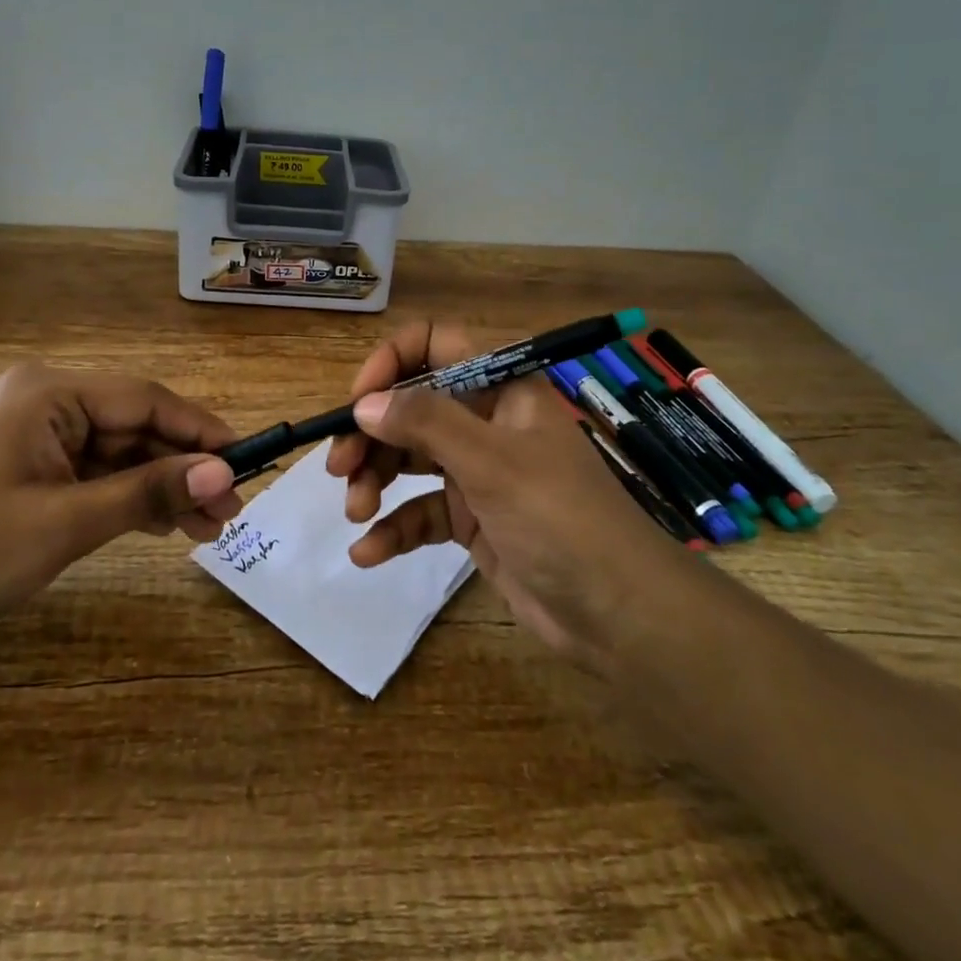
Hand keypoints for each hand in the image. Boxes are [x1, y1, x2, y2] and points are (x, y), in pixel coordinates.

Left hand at [0, 363, 240, 641]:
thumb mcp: (67, 523)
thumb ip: (148, 491)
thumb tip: (223, 474)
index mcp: (47, 392)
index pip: (144, 400)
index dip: (200, 430)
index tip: (247, 460)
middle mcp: (44, 398)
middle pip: (134, 426)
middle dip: (182, 468)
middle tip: (230, 510)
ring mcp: (35, 430)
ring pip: (117, 451)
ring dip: (159, 486)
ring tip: (208, 528)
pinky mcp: (28, 461)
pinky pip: (92, 470)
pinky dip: (125, 495)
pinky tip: (163, 522)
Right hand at [325, 322, 693, 670]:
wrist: (620, 616)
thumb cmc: (561, 519)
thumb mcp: (492, 463)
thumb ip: (426, 423)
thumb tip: (363, 404)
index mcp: (501, 387)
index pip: (435, 344)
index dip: (391, 363)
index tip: (359, 402)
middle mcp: (486, 419)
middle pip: (411, 406)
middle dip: (372, 434)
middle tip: (340, 468)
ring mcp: (478, 470)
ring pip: (410, 458)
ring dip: (375, 480)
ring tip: (355, 512)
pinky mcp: (473, 519)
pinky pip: (422, 511)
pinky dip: (394, 528)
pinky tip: (368, 553)